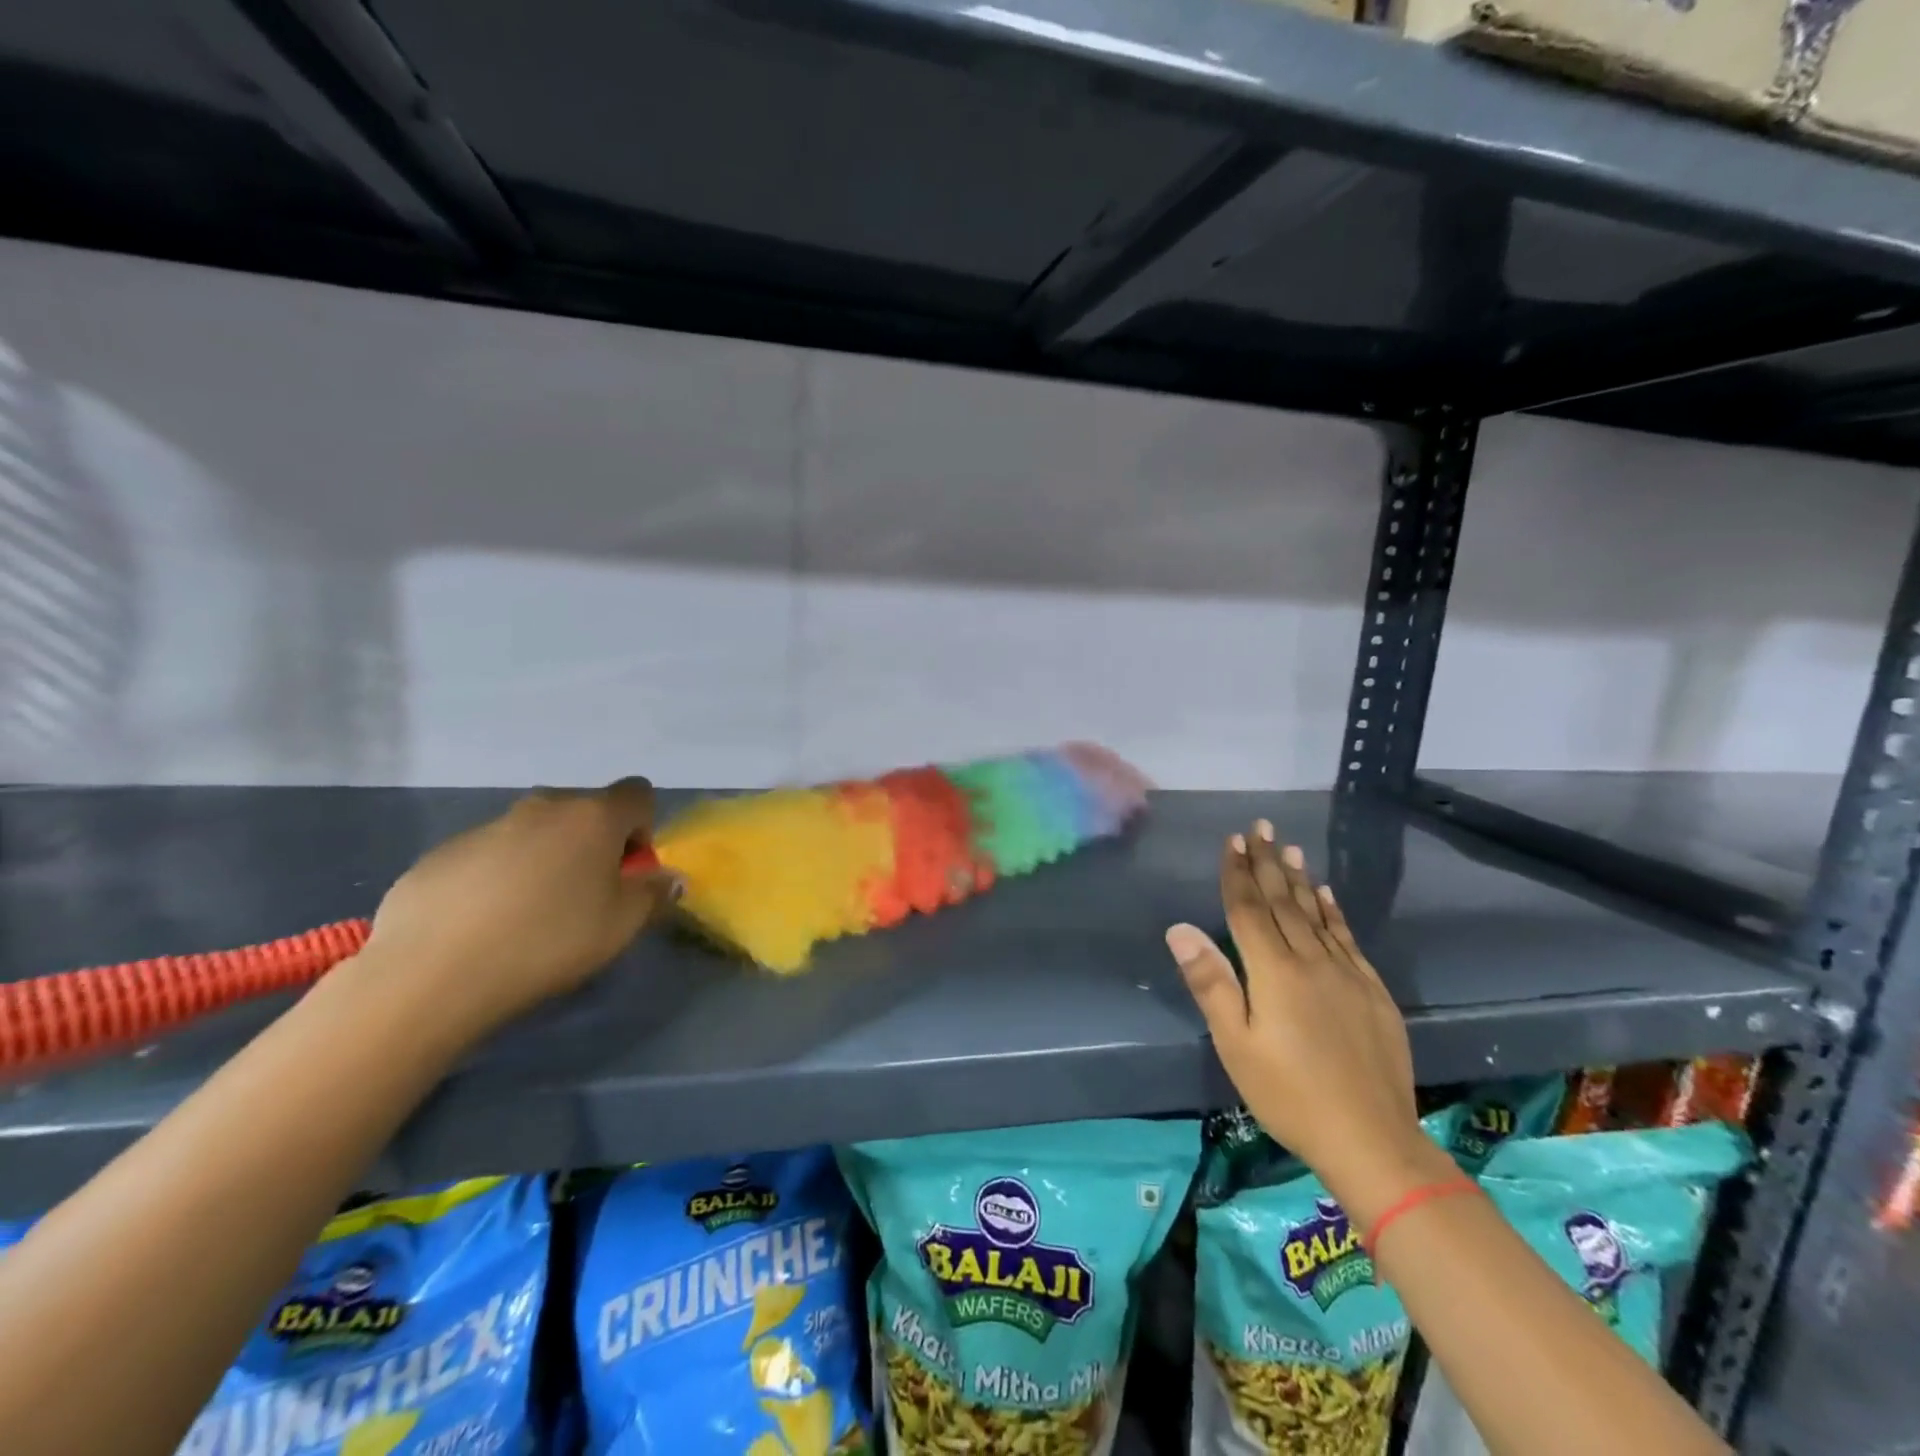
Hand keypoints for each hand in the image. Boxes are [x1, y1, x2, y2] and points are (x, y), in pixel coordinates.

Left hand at [357, 779, 682, 1040]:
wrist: (433, 972)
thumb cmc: (549, 940)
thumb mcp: (622, 925)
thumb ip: (654, 894)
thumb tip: (670, 878)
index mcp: (594, 816)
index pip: (638, 794)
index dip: (643, 828)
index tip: (627, 872)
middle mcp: (543, 807)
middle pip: (585, 811)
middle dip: (594, 844)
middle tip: (584, 896)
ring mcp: (488, 826)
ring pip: (535, 832)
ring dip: (546, 860)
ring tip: (529, 916)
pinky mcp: (442, 853)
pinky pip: (490, 855)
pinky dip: (498, 878)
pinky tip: (484, 925)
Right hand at [1168, 820, 1444, 1221]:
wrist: (1373, 1140)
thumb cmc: (1289, 1094)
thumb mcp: (1236, 1044)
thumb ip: (1211, 982)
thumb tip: (1180, 929)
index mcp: (1274, 971)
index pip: (1249, 909)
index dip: (1238, 873)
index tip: (1233, 840)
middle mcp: (1311, 960)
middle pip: (1284, 902)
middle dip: (1268, 862)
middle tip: (1262, 827)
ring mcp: (1347, 974)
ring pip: (1317, 914)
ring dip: (1299, 878)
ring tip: (1290, 848)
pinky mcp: (1372, 991)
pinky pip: (1347, 938)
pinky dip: (1333, 911)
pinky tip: (1327, 895)